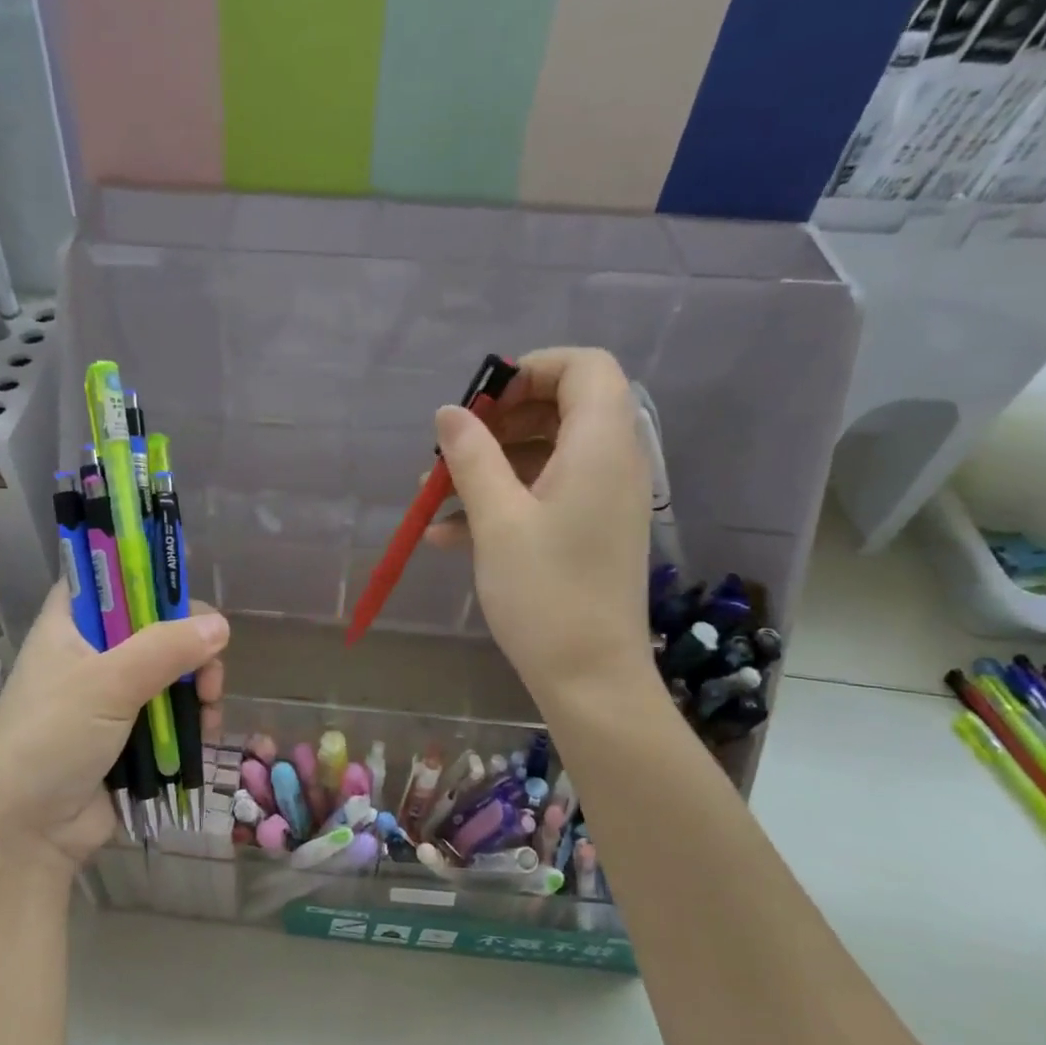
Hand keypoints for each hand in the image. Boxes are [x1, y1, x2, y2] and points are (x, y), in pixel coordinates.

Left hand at [0, 586, 228, 878]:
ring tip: (209, 707)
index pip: (107, 574)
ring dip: (199, 683)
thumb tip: (221, 627)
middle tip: (208, 667)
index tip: (184, 583)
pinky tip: (206, 730)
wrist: (28, 833)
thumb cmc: (51, 741)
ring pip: (172, 667)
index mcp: (70, 624)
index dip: (145, 569)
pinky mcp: (132, 730)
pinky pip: (173, 708)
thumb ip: (165, 649)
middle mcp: (92, 650)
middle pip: (155, 622)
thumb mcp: (107, 685)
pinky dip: (194, 715)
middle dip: (190, 641)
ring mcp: (113, 693)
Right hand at [428, 347, 657, 706]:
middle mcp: (612, 463)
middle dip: (499, 422)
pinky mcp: (589, 531)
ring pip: (546, 455)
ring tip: (433, 495)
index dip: (531, 370)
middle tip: (453, 447)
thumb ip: (472, 457)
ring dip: (490, 466)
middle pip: (562, 408)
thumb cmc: (545, 593)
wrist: (590, 678)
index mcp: (601, 446)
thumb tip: (450, 413)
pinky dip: (502, 501)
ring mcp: (601, 500)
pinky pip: (546, 494)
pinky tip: (448, 535)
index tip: (481, 403)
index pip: (585, 367)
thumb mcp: (498, 520)